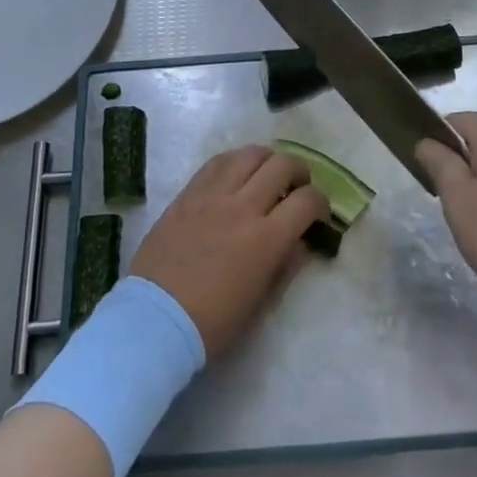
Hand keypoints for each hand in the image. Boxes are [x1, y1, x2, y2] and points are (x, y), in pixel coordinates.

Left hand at [129, 146, 329, 357]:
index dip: (320, 202)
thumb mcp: (261, 303)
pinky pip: (217, 162)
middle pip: (281, 166)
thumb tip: (300, 241)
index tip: (318, 212)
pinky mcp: (188, 193)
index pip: (306, 201)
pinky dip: (235, 161)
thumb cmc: (212, 322)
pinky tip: (237, 172)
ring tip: (268, 173)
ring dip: (268, 159)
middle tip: (297, 185)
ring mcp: (212, 195)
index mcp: (266, 239)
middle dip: (299, 172)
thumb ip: (285, 265)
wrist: (155, 319)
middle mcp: (243, 207)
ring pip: (249, 154)